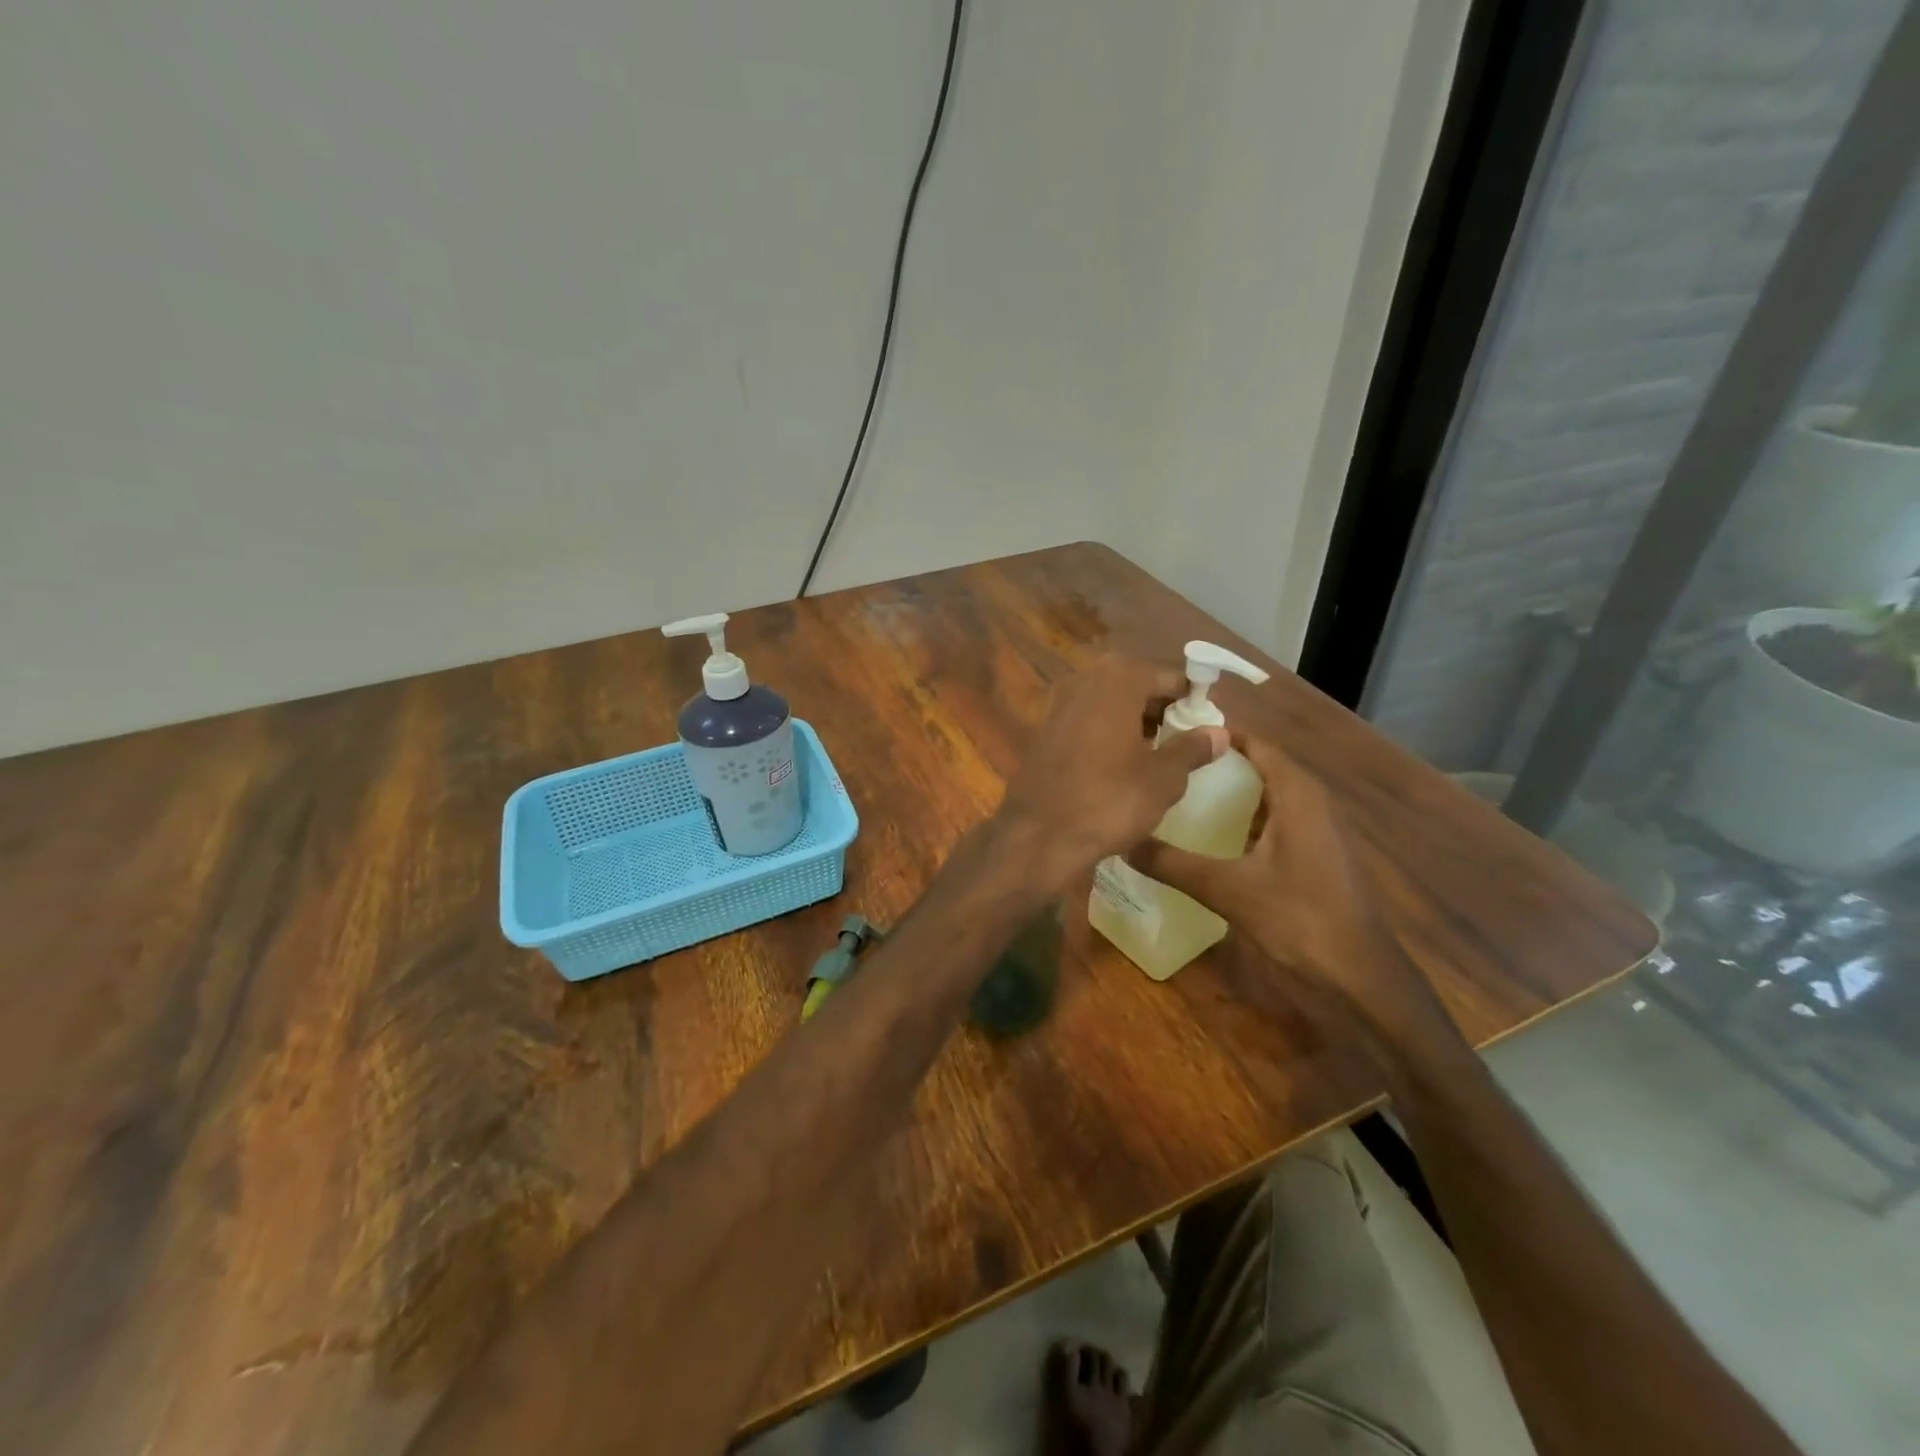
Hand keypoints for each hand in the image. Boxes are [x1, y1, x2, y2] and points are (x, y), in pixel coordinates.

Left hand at [993, 657, 1226, 894]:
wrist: (1039, 835)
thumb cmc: (1110, 800)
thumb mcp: (1163, 778)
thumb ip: (1191, 749)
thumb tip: (1219, 732)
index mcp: (1117, 680)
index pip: (1166, 676)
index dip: (1191, 695)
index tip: (1209, 717)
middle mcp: (1083, 682)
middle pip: (1134, 685)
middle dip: (1161, 707)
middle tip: (1186, 736)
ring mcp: (1057, 706)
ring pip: (1108, 704)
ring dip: (1133, 721)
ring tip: (1159, 752)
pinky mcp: (1042, 733)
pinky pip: (1086, 723)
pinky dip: (1106, 734)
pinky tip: (1121, 764)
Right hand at [1127, 736, 1425, 1020]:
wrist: (1360, 980)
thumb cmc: (1301, 919)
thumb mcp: (1228, 889)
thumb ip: (1172, 863)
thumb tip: (1121, 841)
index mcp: (1298, 795)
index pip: (1255, 744)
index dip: (1217, 735)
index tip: (1170, 733)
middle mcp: (1308, 804)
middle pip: (1257, 768)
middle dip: (1213, 764)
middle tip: (1163, 764)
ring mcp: (1312, 832)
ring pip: (1263, 798)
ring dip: (1225, 795)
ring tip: (1174, 793)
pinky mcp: (1309, 859)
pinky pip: (1268, 823)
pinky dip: (1237, 822)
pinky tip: (1204, 837)